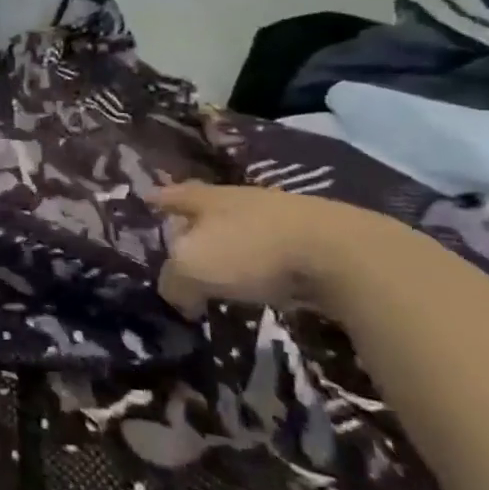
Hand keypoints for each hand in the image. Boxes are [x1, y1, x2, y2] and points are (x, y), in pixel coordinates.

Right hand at [147, 181, 404, 319]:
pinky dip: (264, 261)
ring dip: (233, 243)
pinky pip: (276, 248)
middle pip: (210, 207)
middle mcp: (241, 199)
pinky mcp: (316, 239)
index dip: (158, 199)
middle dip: (196, 220)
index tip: (146, 198)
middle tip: (182, 236)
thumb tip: (178, 295)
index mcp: (207, 199)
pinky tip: (264, 277)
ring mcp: (282, 216)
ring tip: (223, 264)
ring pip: (245, 226)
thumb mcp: (193, 269)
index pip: (173, 195)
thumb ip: (174, 281)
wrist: (342, 254)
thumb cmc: (251, 251)